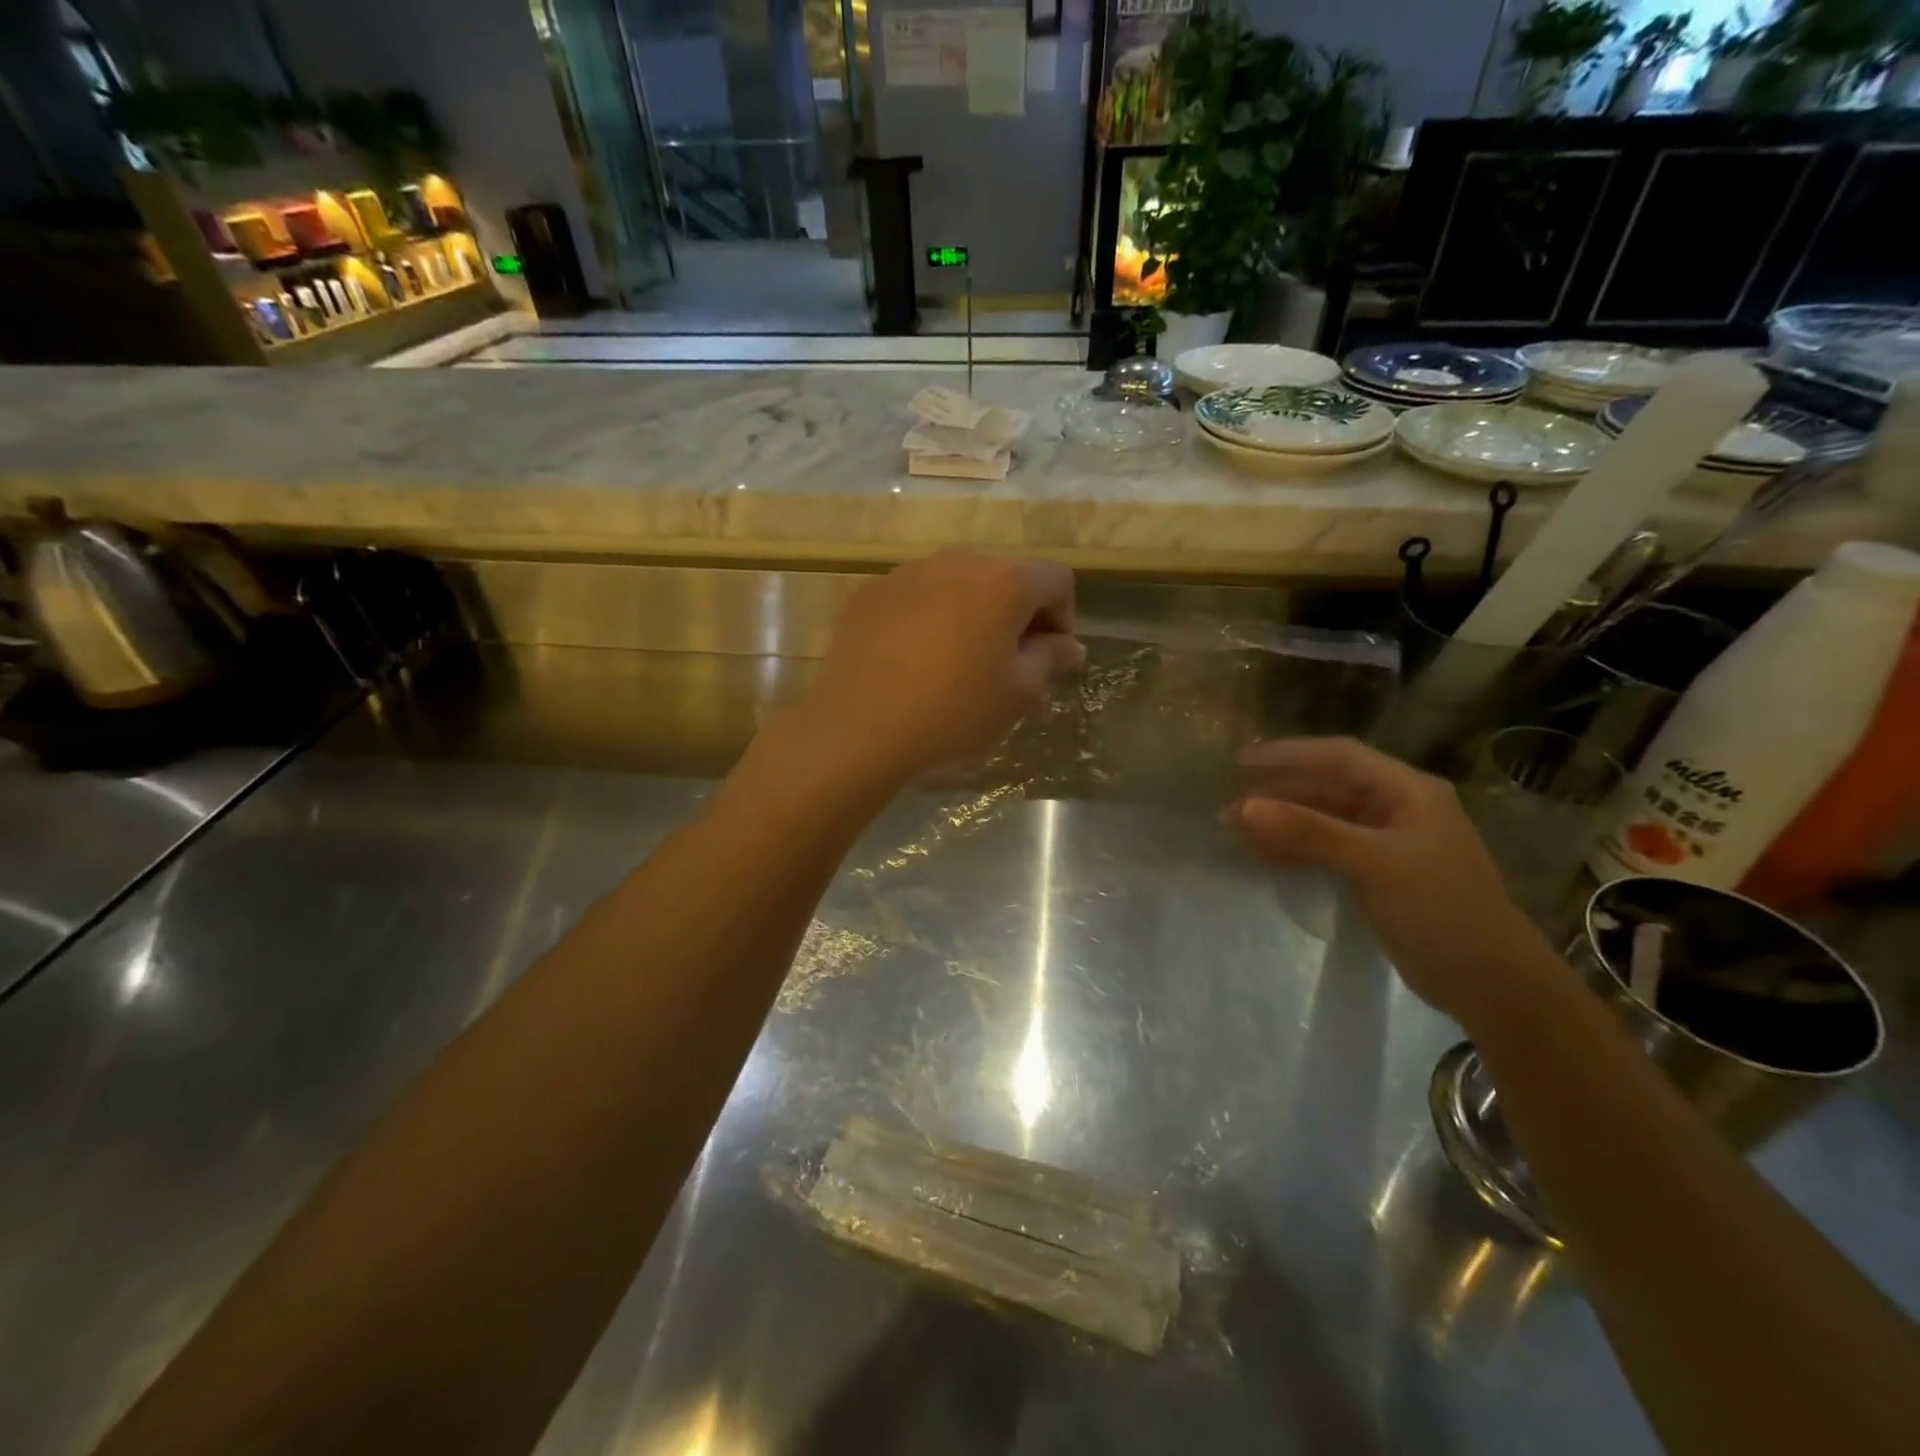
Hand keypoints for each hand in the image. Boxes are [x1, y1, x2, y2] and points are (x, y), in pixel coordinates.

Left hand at [794, 548, 1082, 783]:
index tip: (1049, 658)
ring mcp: (909, 572)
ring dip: (973, 611)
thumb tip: (1069, 646)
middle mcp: (959, 561)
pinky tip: (916, 658)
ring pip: (959, 582)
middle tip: (1008, 660)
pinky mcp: (872, 591)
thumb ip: (1050, 658)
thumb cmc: (953, 711)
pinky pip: (918, 594)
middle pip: (1007, 574)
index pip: (1056, 580)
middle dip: (1018, 611)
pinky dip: (931, 616)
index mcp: (1004, 580)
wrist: (859, 727)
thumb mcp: (1017, 693)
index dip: (1063, 617)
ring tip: (960, 659)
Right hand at [1230, 737, 1555, 1026]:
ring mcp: (1388, 844)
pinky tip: (1262, 858)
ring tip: (1233, 834)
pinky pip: (1326, 851)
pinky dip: (1295, 852)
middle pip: (1327, 789)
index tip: (1241, 763)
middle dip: (1277, 796)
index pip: (1340, 757)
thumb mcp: (1375, 864)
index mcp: (1408, 791)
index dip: (1290, 755)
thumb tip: (1244, 808)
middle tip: (1227, 810)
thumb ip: (1310, 832)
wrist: (1493, 986)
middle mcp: (1397, 809)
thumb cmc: (1441, 910)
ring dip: (1280, 826)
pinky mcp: (1379, 876)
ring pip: (1323, 822)